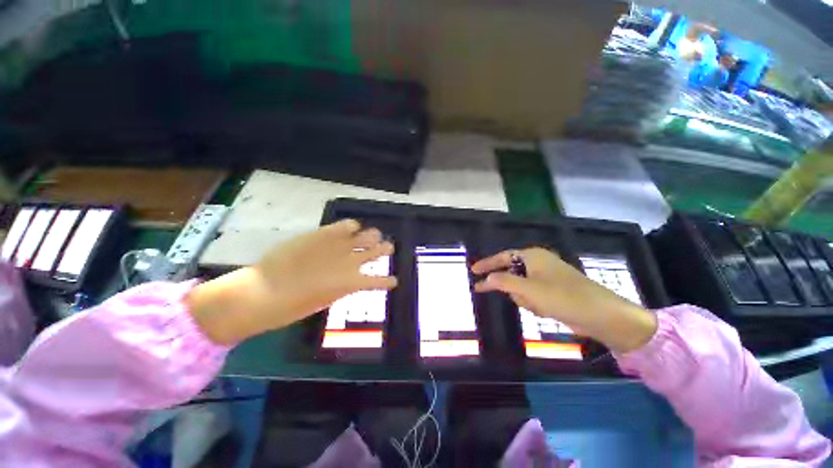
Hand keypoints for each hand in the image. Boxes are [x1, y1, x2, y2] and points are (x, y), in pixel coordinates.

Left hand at [186, 220, 396, 344]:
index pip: (380, 281)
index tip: (393, 281)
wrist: (264, 291)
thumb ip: (340, 288)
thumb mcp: (324, 301)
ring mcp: (340, 245)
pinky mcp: (325, 234)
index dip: (389, 281)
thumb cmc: (293, 307)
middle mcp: (352, 261)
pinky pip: (347, 224)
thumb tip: (346, 280)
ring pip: (368, 235)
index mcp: (353, 282)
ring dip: (374, 236)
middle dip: (386, 249)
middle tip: (387, 248)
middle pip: (379, 249)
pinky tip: (352, 227)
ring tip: (375, 236)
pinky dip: (352, 226)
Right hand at [471, 248, 656, 352]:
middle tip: (529, 301)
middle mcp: (539, 263)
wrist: (602, 316)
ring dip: (527, 299)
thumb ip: (503, 282)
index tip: (473, 272)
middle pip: (512, 275)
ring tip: (542, 307)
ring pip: (522, 288)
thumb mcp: (529, 289)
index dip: (487, 264)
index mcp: (533, 256)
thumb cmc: (563, 297)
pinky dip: (535, 304)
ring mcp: (547, 278)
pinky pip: (533, 296)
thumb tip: (486, 278)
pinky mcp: (553, 291)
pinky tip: (548, 311)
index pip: (502, 257)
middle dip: (516, 291)